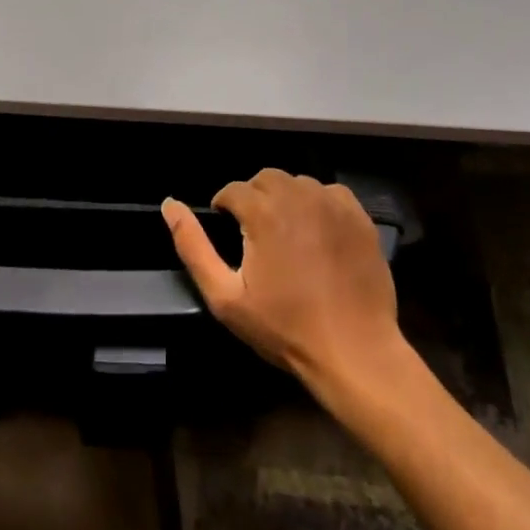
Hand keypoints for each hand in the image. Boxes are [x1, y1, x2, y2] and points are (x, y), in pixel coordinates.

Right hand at [162, 170, 403, 392]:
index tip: (227, 229)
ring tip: (285, 233)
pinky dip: (318, 204)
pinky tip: (317, 233)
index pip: (232, 190)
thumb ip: (193, 246)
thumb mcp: (225, 297)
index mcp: (263, 211)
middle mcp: (298, 195)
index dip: (224, 207)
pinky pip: (329, 193)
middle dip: (253, 198)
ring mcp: (332, 203)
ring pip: (297, 182)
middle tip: (254, 233)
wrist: (354, 351)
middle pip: (265, 179)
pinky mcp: (359, 216)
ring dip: (285, 199)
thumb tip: (169, 205)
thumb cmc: (285, 327)